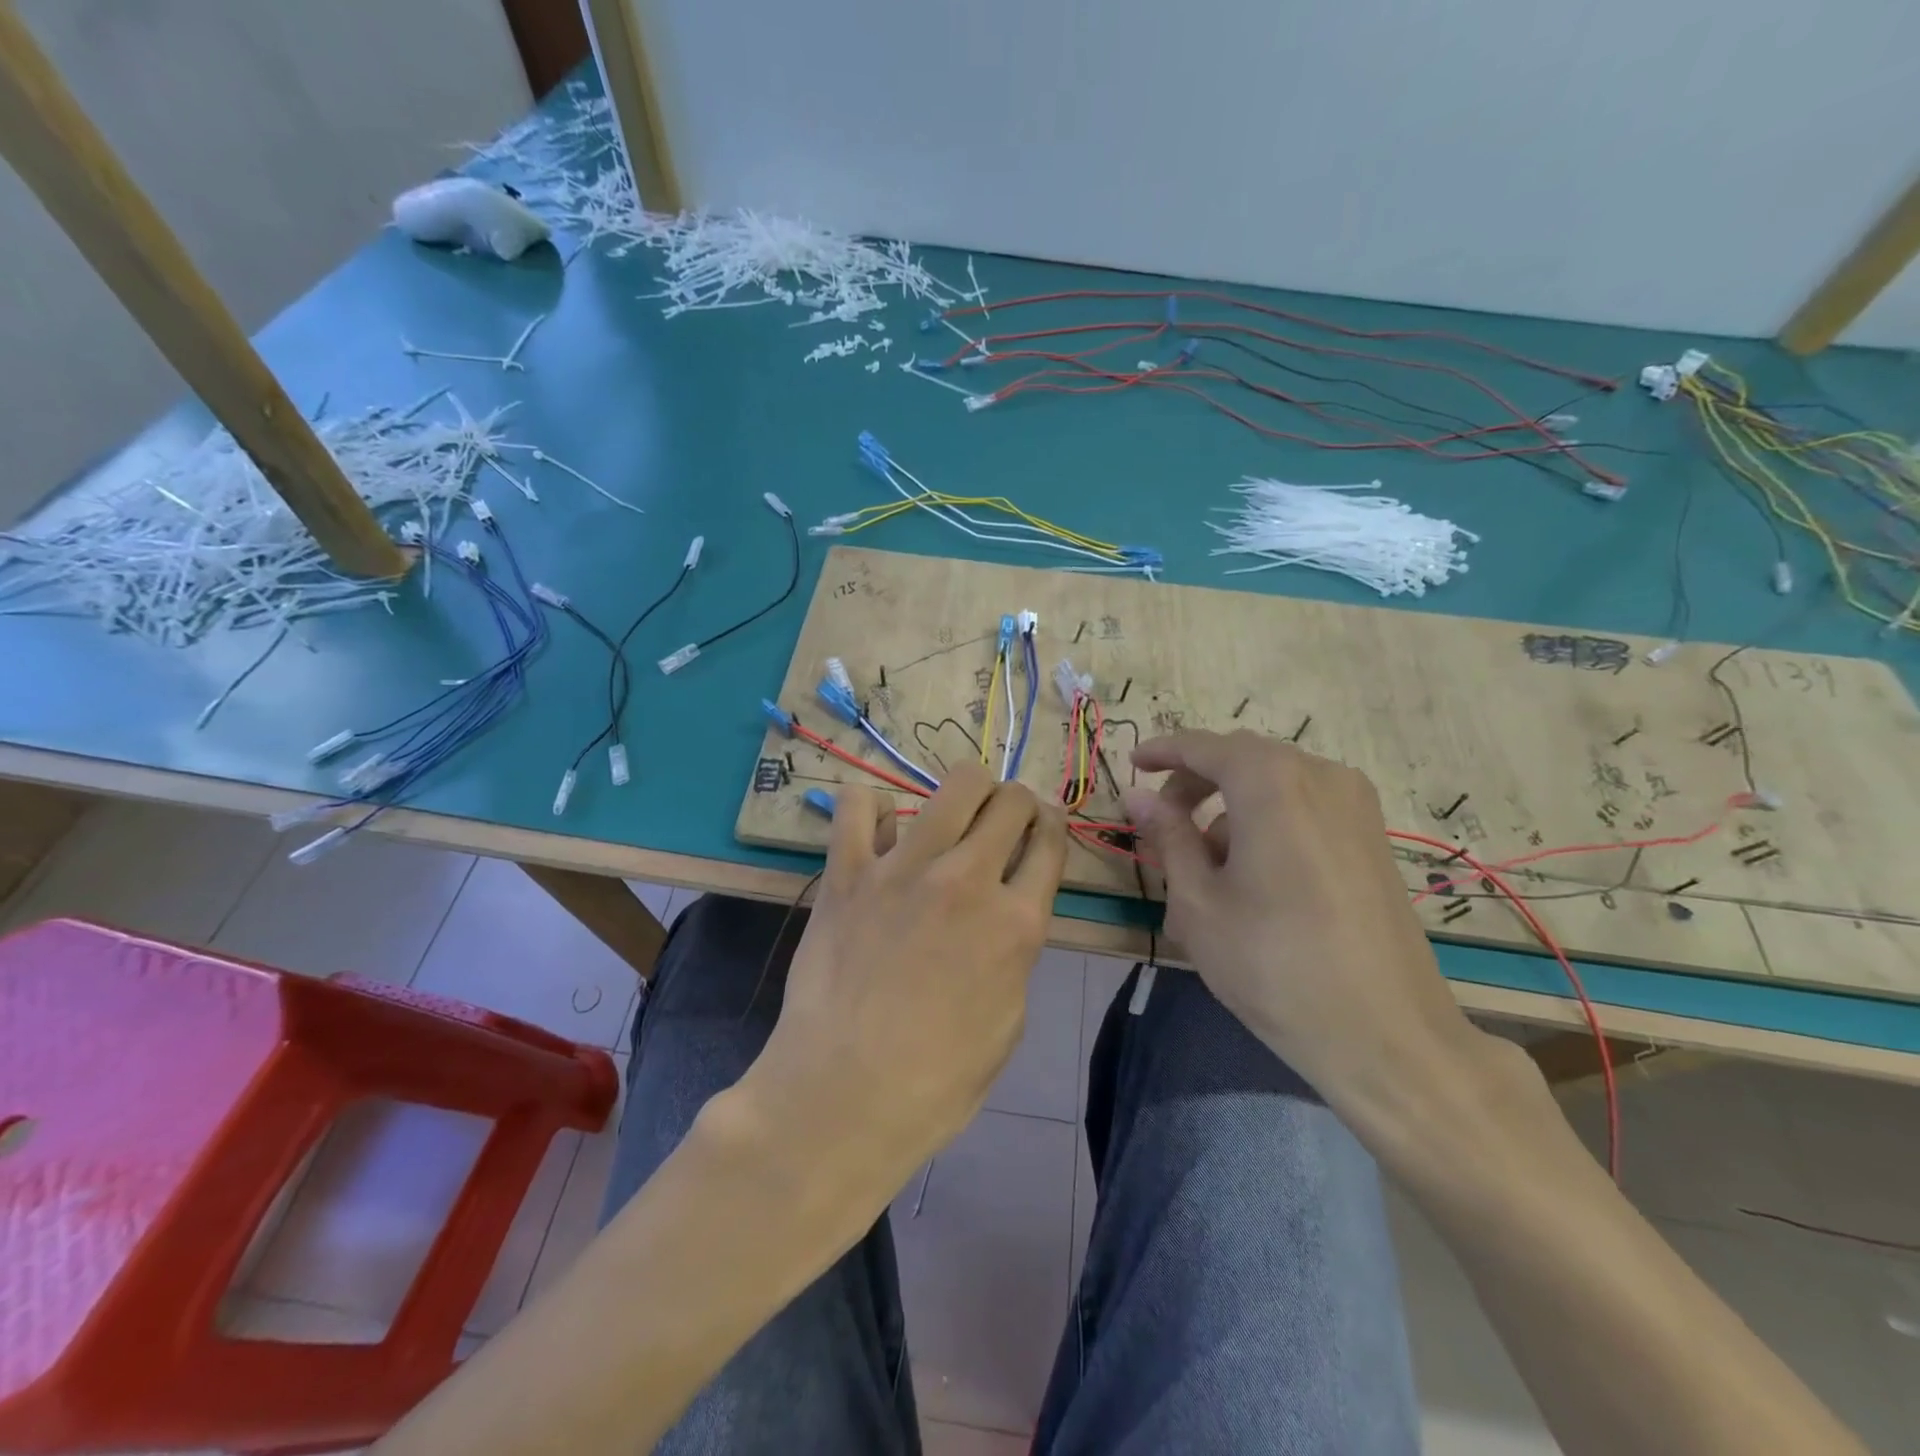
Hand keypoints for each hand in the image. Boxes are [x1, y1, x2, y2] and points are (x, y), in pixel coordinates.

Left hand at [745, 763, 1068, 1190]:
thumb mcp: (1008, 1022)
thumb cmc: (937, 1079)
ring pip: (955, 784)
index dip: (1052, 827)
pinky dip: (871, 808)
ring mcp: (905, 868)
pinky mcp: (849, 871)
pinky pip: (858, 804)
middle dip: (1015, 803)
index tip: (1041, 829)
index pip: (1052, 842)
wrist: (844, 1093)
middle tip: (1001, 823)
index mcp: (1016, 922)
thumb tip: (1004, 916)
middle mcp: (968, 879)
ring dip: (966, 790)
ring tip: (954, 813)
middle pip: (1011, 800)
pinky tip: (877, 831)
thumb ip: (1014, 954)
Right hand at [1123, 730, 1483, 1125]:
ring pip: (1274, 785)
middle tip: (1162, 821)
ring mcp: (1356, 806)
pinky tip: (1251, 878)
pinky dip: (1266, 823)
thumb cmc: (1273, 964)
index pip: (1205, 746)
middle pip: (1242, 760)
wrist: (1386, 1034)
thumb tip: (1137, 796)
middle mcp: (1320, 777)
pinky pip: (1305, 808)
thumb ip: (1167, 836)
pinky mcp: (1373, 837)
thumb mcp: (1199, 901)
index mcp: (1272, 783)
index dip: (1163, 751)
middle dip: (1196, 783)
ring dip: (1229, 809)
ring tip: (1202, 869)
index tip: (1133, 765)